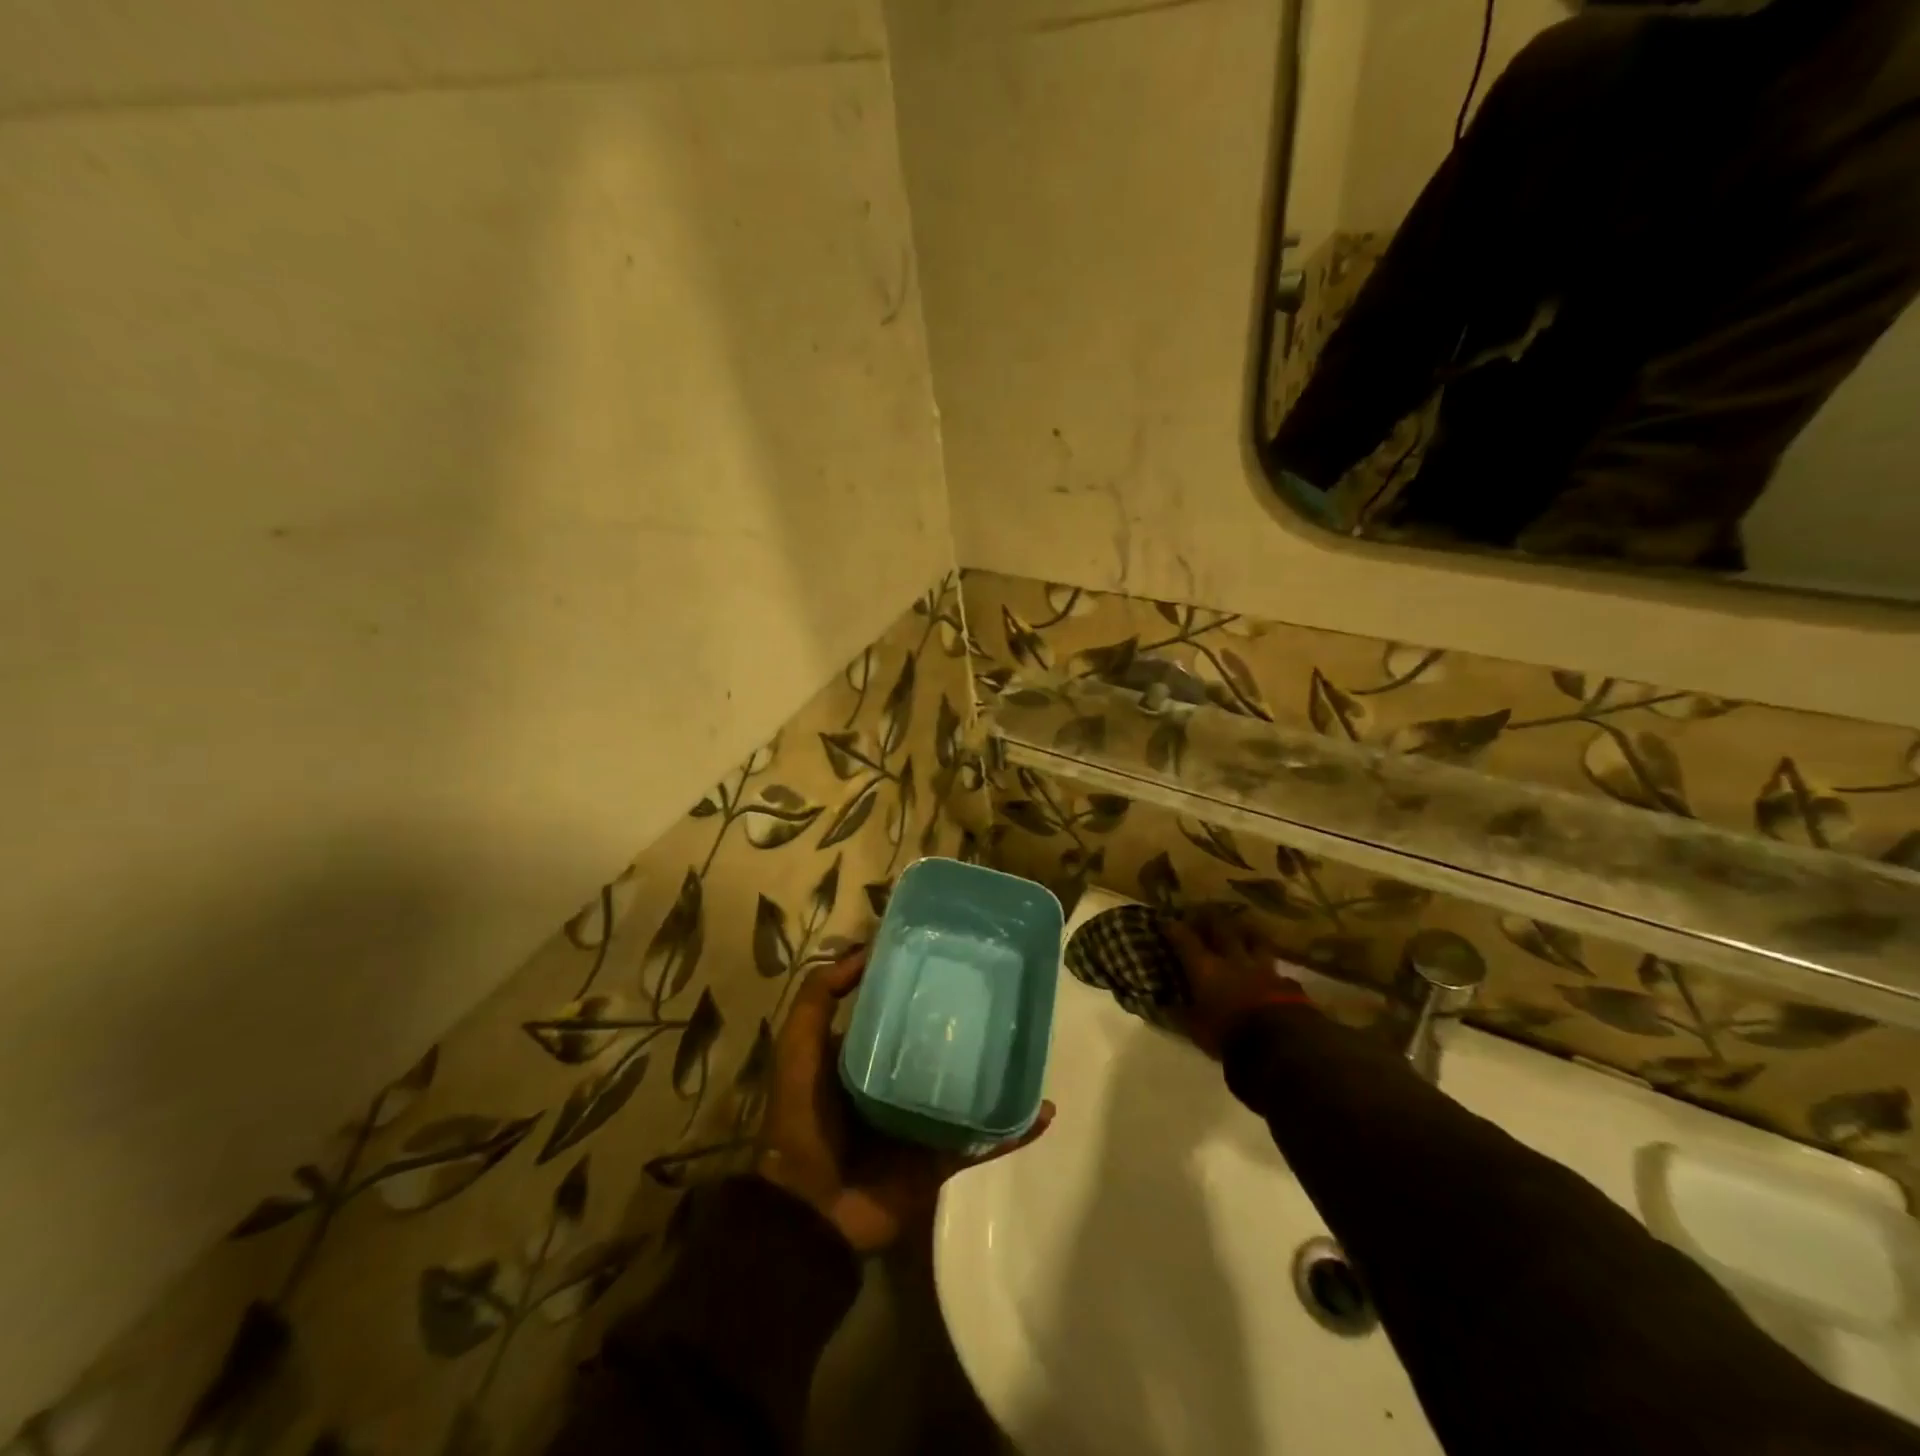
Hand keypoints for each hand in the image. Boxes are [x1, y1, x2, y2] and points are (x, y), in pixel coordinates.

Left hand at [754, 949, 1054, 1253]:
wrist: (811, 1209)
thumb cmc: (803, 1118)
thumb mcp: (799, 1044)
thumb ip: (820, 995)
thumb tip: (865, 951)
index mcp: (866, 1058)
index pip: (900, 1013)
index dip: (920, 986)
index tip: (951, 958)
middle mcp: (897, 1085)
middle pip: (939, 1048)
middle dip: (967, 1026)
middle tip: (1003, 994)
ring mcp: (923, 1124)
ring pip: (967, 1091)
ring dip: (997, 1073)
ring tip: (1030, 1043)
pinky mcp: (941, 1160)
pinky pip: (984, 1141)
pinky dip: (1014, 1130)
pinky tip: (1041, 1110)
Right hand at [1164, 908, 1312, 1058]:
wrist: (1282, 1045)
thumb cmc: (1230, 1036)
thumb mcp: (1197, 1030)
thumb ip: (1182, 1014)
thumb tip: (1165, 1005)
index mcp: (1206, 968)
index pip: (1186, 940)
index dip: (1175, 929)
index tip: (1167, 921)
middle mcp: (1234, 960)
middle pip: (1223, 929)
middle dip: (1212, 918)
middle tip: (1206, 912)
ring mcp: (1263, 969)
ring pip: (1256, 941)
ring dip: (1248, 934)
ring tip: (1243, 930)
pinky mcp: (1288, 983)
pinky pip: (1277, 970)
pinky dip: (1271, 969)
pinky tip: (1272, 973)